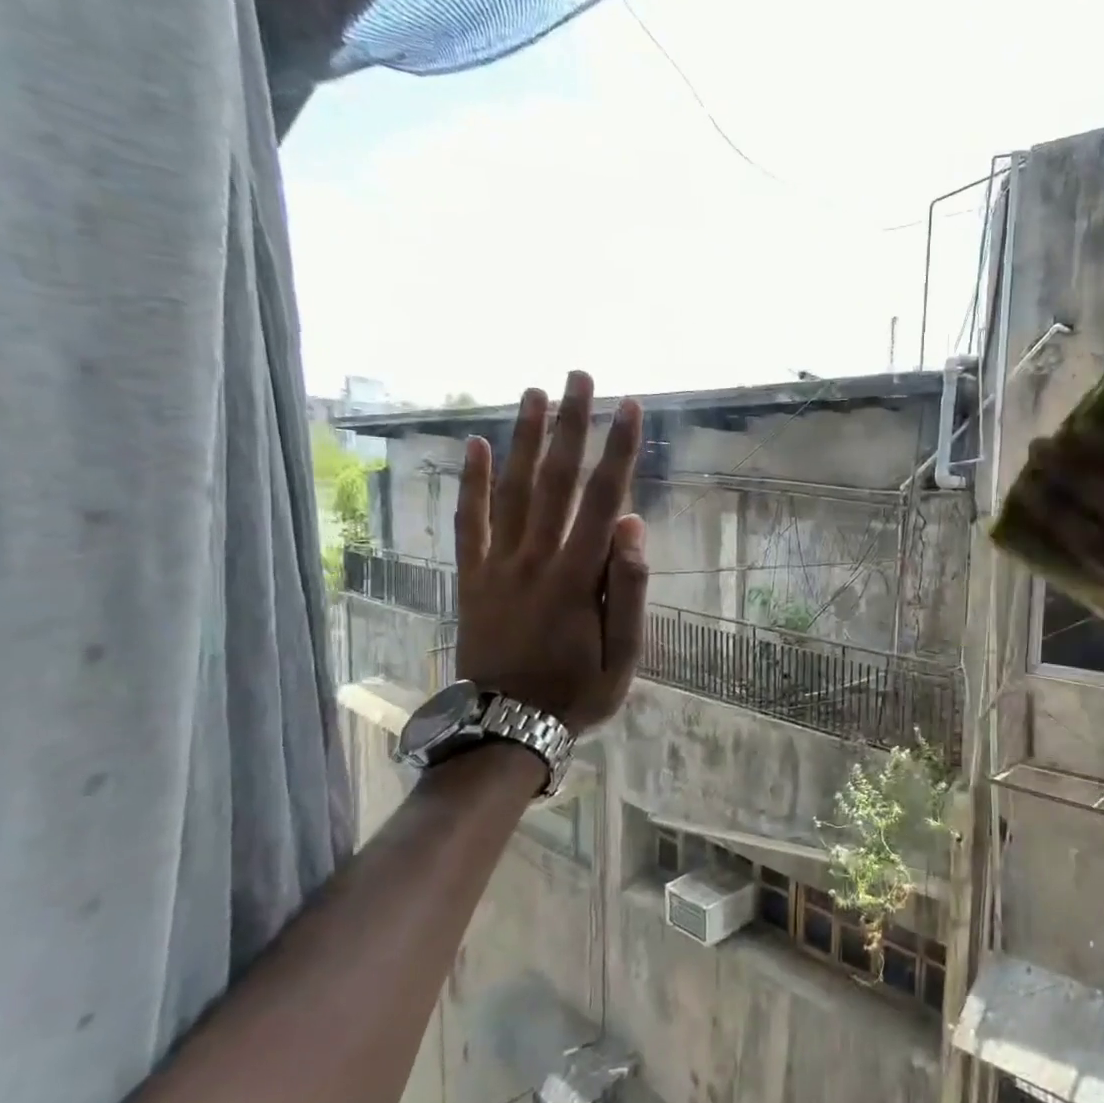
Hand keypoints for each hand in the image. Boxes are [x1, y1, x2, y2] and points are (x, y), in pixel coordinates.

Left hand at [453, 370, 648, 732]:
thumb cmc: (577, 693)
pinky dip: (471, 484)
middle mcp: (536, 558)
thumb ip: (627, 589)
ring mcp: (498, 565)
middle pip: (557, 481)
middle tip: (579, 376)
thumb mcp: (624, 655)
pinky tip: (475, 446)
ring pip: (513, 490)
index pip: (604, 500)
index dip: (619, 451)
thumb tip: (633, 525)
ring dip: (526, 439)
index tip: (629, 407)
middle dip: (572, 425)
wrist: (507, 726)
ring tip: (536, 394)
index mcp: (577, 577)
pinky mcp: (472, 577)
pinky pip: (470, 523)